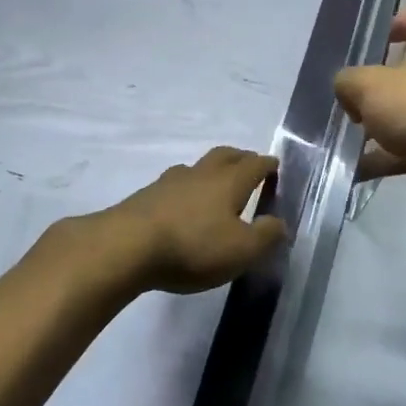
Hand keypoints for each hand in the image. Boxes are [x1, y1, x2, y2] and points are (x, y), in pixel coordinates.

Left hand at [93, 147, 285, 294]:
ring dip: (210, 172)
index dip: (267, 165)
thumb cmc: (193, 246)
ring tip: (214, 185)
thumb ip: (266, 236)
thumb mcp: (241, 250)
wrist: (126, 246)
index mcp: (229, 182)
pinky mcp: (146, 197)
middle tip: (248, 165)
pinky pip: (174, 185)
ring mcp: (170, 182)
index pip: (254, 164)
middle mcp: (201, 174)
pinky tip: (182, 205)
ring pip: (196, 168)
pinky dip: (186, 190)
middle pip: (224, 155)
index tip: (274, 166)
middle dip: (240, 158)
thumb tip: (279, 223)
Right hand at [335, 8, 405, 212]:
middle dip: (381, 84)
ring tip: (350, 138)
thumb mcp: (368, 86)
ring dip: (383, 124)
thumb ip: (349, 81)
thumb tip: (348, 89)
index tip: (376, 42)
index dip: (399, 22)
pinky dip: (391, 155)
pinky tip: (361, 169)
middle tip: (355, 98)